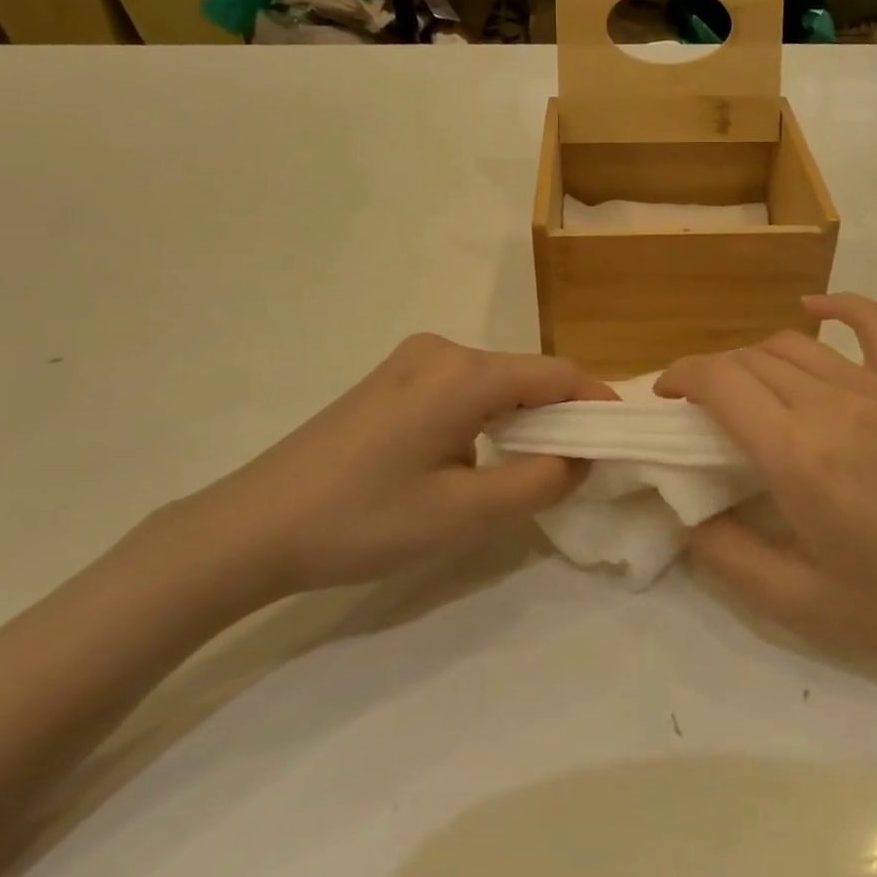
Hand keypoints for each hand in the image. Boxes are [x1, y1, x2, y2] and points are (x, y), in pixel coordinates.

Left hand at [183, 334, 615, 601]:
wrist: (253, 525)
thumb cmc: (363, 520)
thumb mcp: (464, 515)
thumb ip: (540, 483)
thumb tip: (583, 458)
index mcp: (465, 373)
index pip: (558, 374)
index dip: (598, 403)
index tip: (623, 440)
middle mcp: (442, 350)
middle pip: (527, 375)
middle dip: (562, 416)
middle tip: (582, 467)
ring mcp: (411, 361)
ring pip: (495, 383)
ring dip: (524, 420)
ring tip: (534, 469)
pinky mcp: (391, 379)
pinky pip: (462, 389)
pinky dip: (489, 417)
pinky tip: (478, 457)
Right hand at [657, 295, 876, 689]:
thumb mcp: (800, 606)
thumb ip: (727, 557)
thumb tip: (687, 515)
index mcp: (797, 457)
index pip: (718, 382)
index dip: (681, 377)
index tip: (666, 396)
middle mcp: (831, 405)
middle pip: (749, 359)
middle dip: (713, 374)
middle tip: (705, 409)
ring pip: (794, 344)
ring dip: (756, 358)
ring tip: (750, 388)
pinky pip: (872, 322)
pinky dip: (836, 306)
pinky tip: (813, 309)